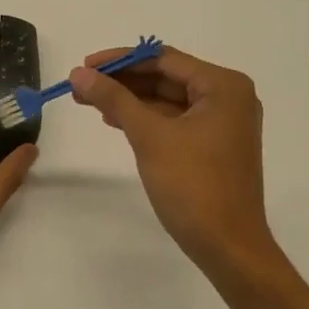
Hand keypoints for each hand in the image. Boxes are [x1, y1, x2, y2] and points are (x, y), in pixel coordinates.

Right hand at [70, 46, 276, 281]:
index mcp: (223, 86)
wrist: (229, 248)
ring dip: (131, 99)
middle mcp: (228, 97)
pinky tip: (116, 120)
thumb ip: (114, 99)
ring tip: (89, 101)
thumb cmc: (194, 185)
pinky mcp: (214, 145)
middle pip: (166, 77)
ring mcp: (223, 122)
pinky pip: (175, 120)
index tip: (85, 65)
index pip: (163, 59)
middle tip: (82, 85)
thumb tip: (79, 73)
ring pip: (168, 99)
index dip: (121, 60)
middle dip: (123, 81)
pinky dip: (147, 118)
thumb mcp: (149, 137)